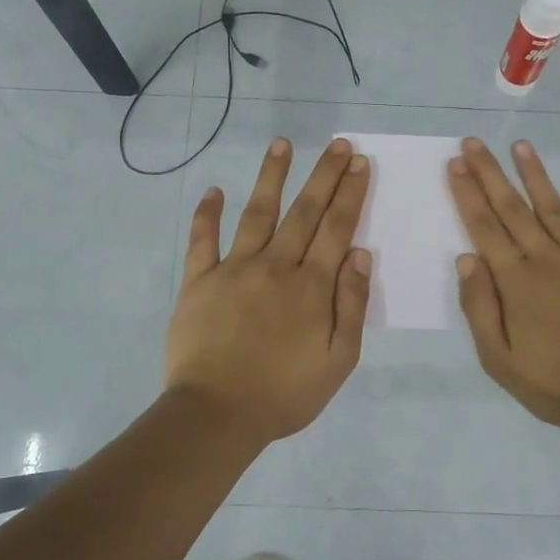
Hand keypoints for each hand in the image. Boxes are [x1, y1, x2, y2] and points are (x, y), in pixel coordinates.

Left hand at [166, 136, 372, 445]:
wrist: (217, 415)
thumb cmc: (285, 393)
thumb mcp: (338, 359)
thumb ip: (352, 304)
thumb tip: (360, 253)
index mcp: (311, 286)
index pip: (336, 228)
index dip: (350, 194)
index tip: (360, 164)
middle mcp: (275, 266)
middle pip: (304, 212)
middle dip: (324, 175)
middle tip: (338, 144)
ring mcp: (234, 269)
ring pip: (257, 213)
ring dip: (271, 177)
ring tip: (283, 144)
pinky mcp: (199, 281)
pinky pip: (202, 240)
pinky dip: (207, 214)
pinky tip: (214, 190)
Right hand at [448, 138, 559, 433]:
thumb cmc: (557, 385)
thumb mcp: (500, 360)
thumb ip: (480, 307)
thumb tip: (466, 259)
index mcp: (517, 282)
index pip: (484, 228)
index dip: (467, 194)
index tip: (455, 164)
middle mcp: (548, 259)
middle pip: (513, 209)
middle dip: (490, 174)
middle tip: (474, 142)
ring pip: (556, 208)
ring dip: (536, 175)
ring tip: (521, 145)